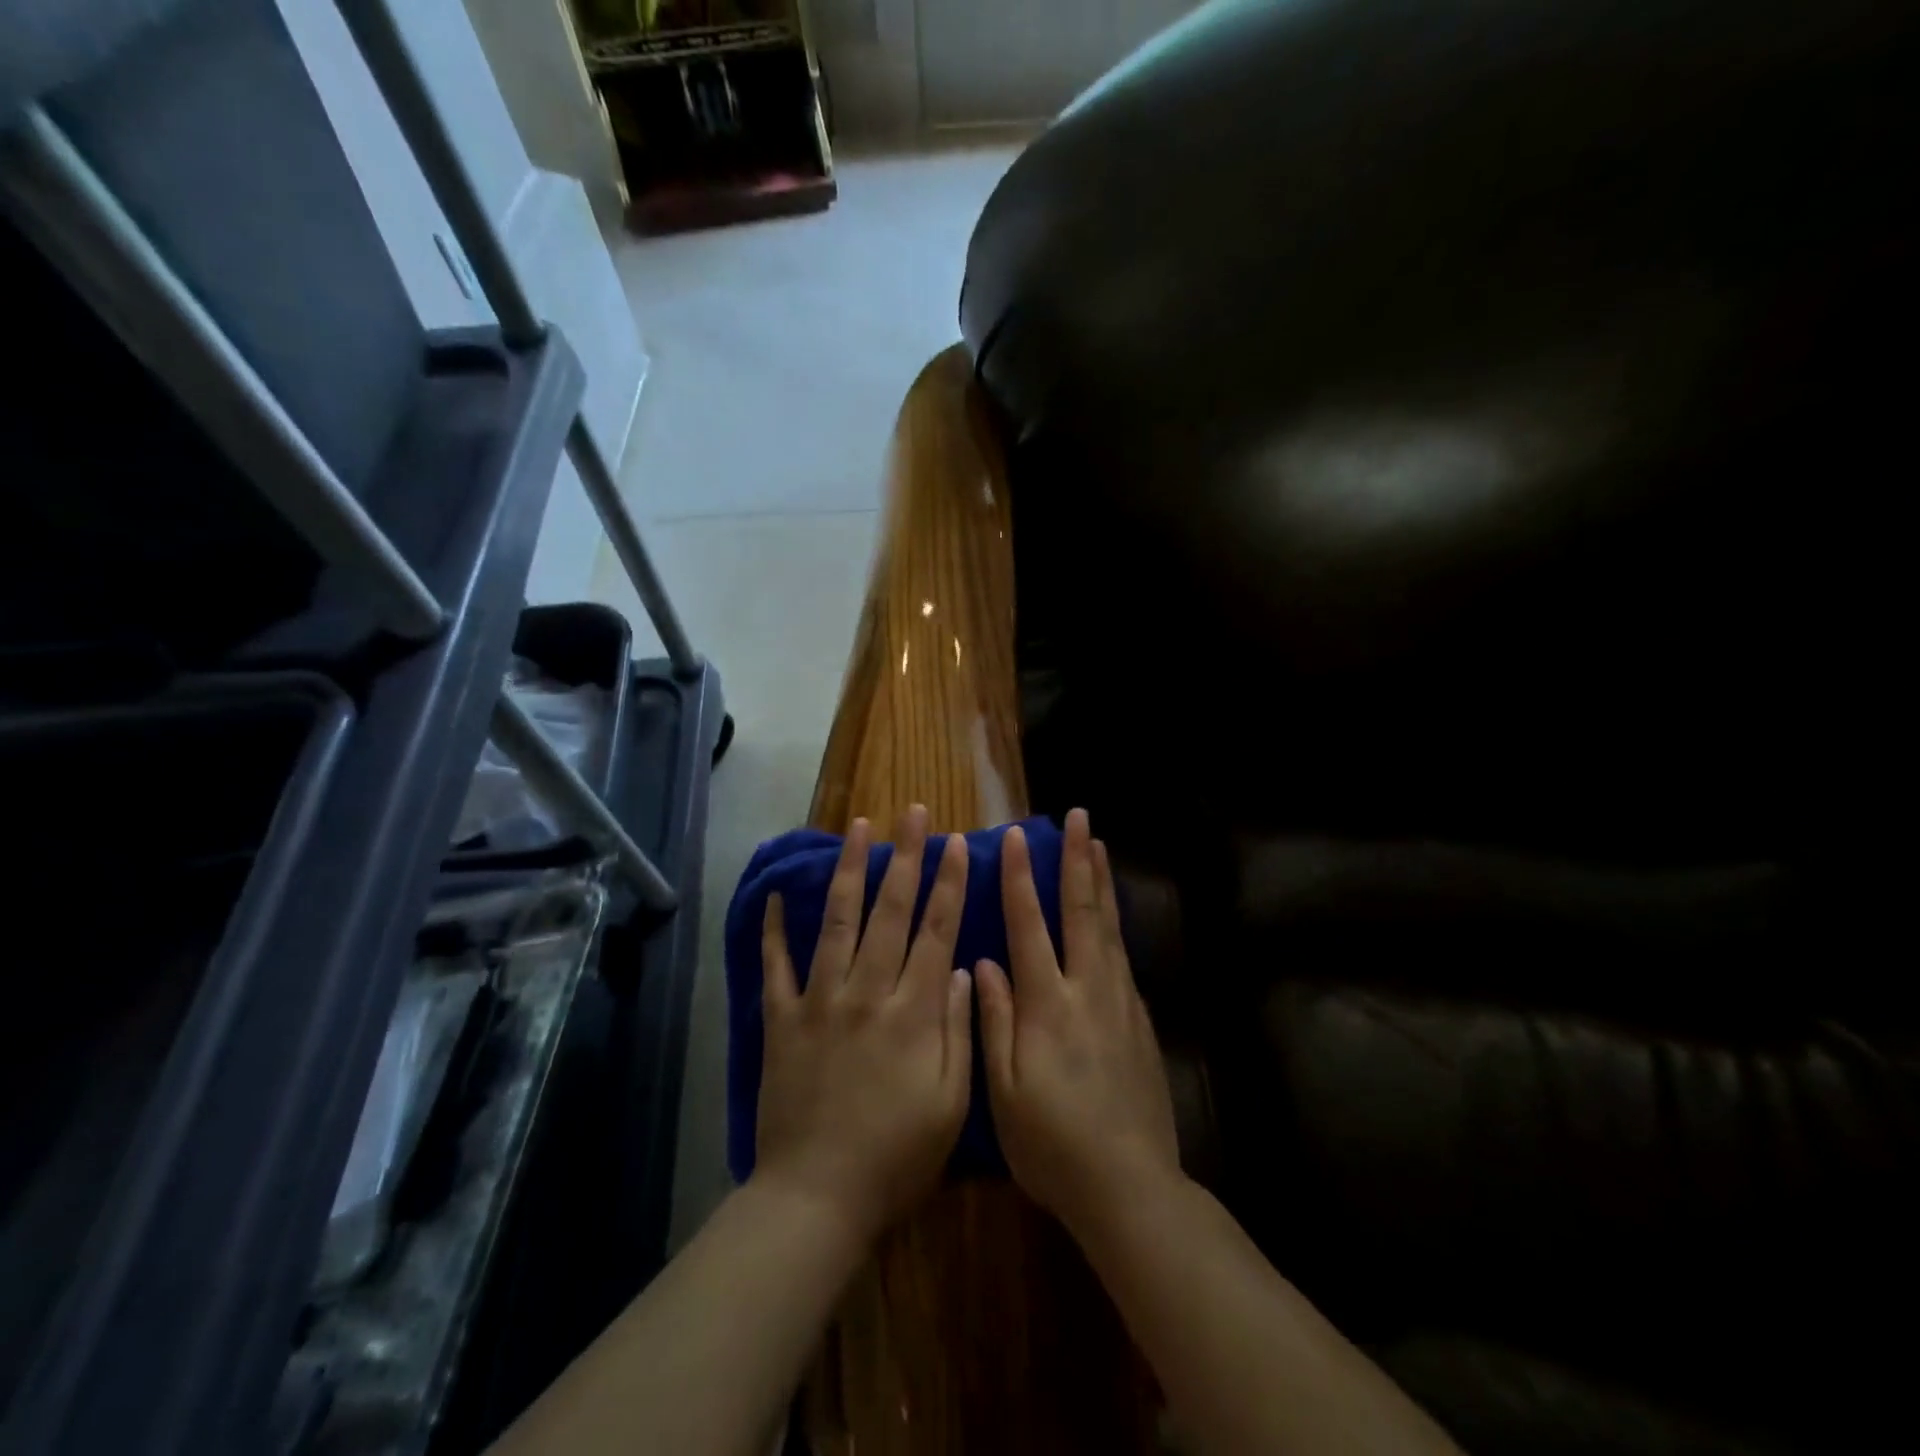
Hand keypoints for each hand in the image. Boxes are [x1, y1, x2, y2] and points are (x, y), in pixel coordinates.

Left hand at [754, 806, 973, 1243]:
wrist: (817, 1198)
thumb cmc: (897, 1157)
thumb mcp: (952, 1103)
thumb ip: (959, 1030)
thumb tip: (960, 970)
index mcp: (914, 1012)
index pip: (937, 931)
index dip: (950, 884)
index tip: (958, 843)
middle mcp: (867, 992)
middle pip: (890, 911)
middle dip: (906, 857)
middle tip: (912, 813)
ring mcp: (820, 1002)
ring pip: (838, 922)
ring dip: (850, 871)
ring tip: (859, 827)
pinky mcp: (782, 1021)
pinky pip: (776, 966)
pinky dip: (774, 928)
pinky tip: (777, 893)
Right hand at [976, 809, 1181, 1236]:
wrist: (1130, 1186)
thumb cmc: (1052, 1144)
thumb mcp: (1003, 1091)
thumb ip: (994, 1020)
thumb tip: (982, 962)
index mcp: (1047, 1005)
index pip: (1029, 926)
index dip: (1019, 880)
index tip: (1015, 838)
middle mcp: (1087, 990)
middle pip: (1081, 911)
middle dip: (1077, 860)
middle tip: (1079, 818)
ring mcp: (1120, 1002)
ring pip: (1108, 926)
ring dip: (1101, 881)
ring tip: (1099, 844)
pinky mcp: (1140, 1020)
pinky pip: (1123, 956)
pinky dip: (1115, 922)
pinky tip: (1112, 913)